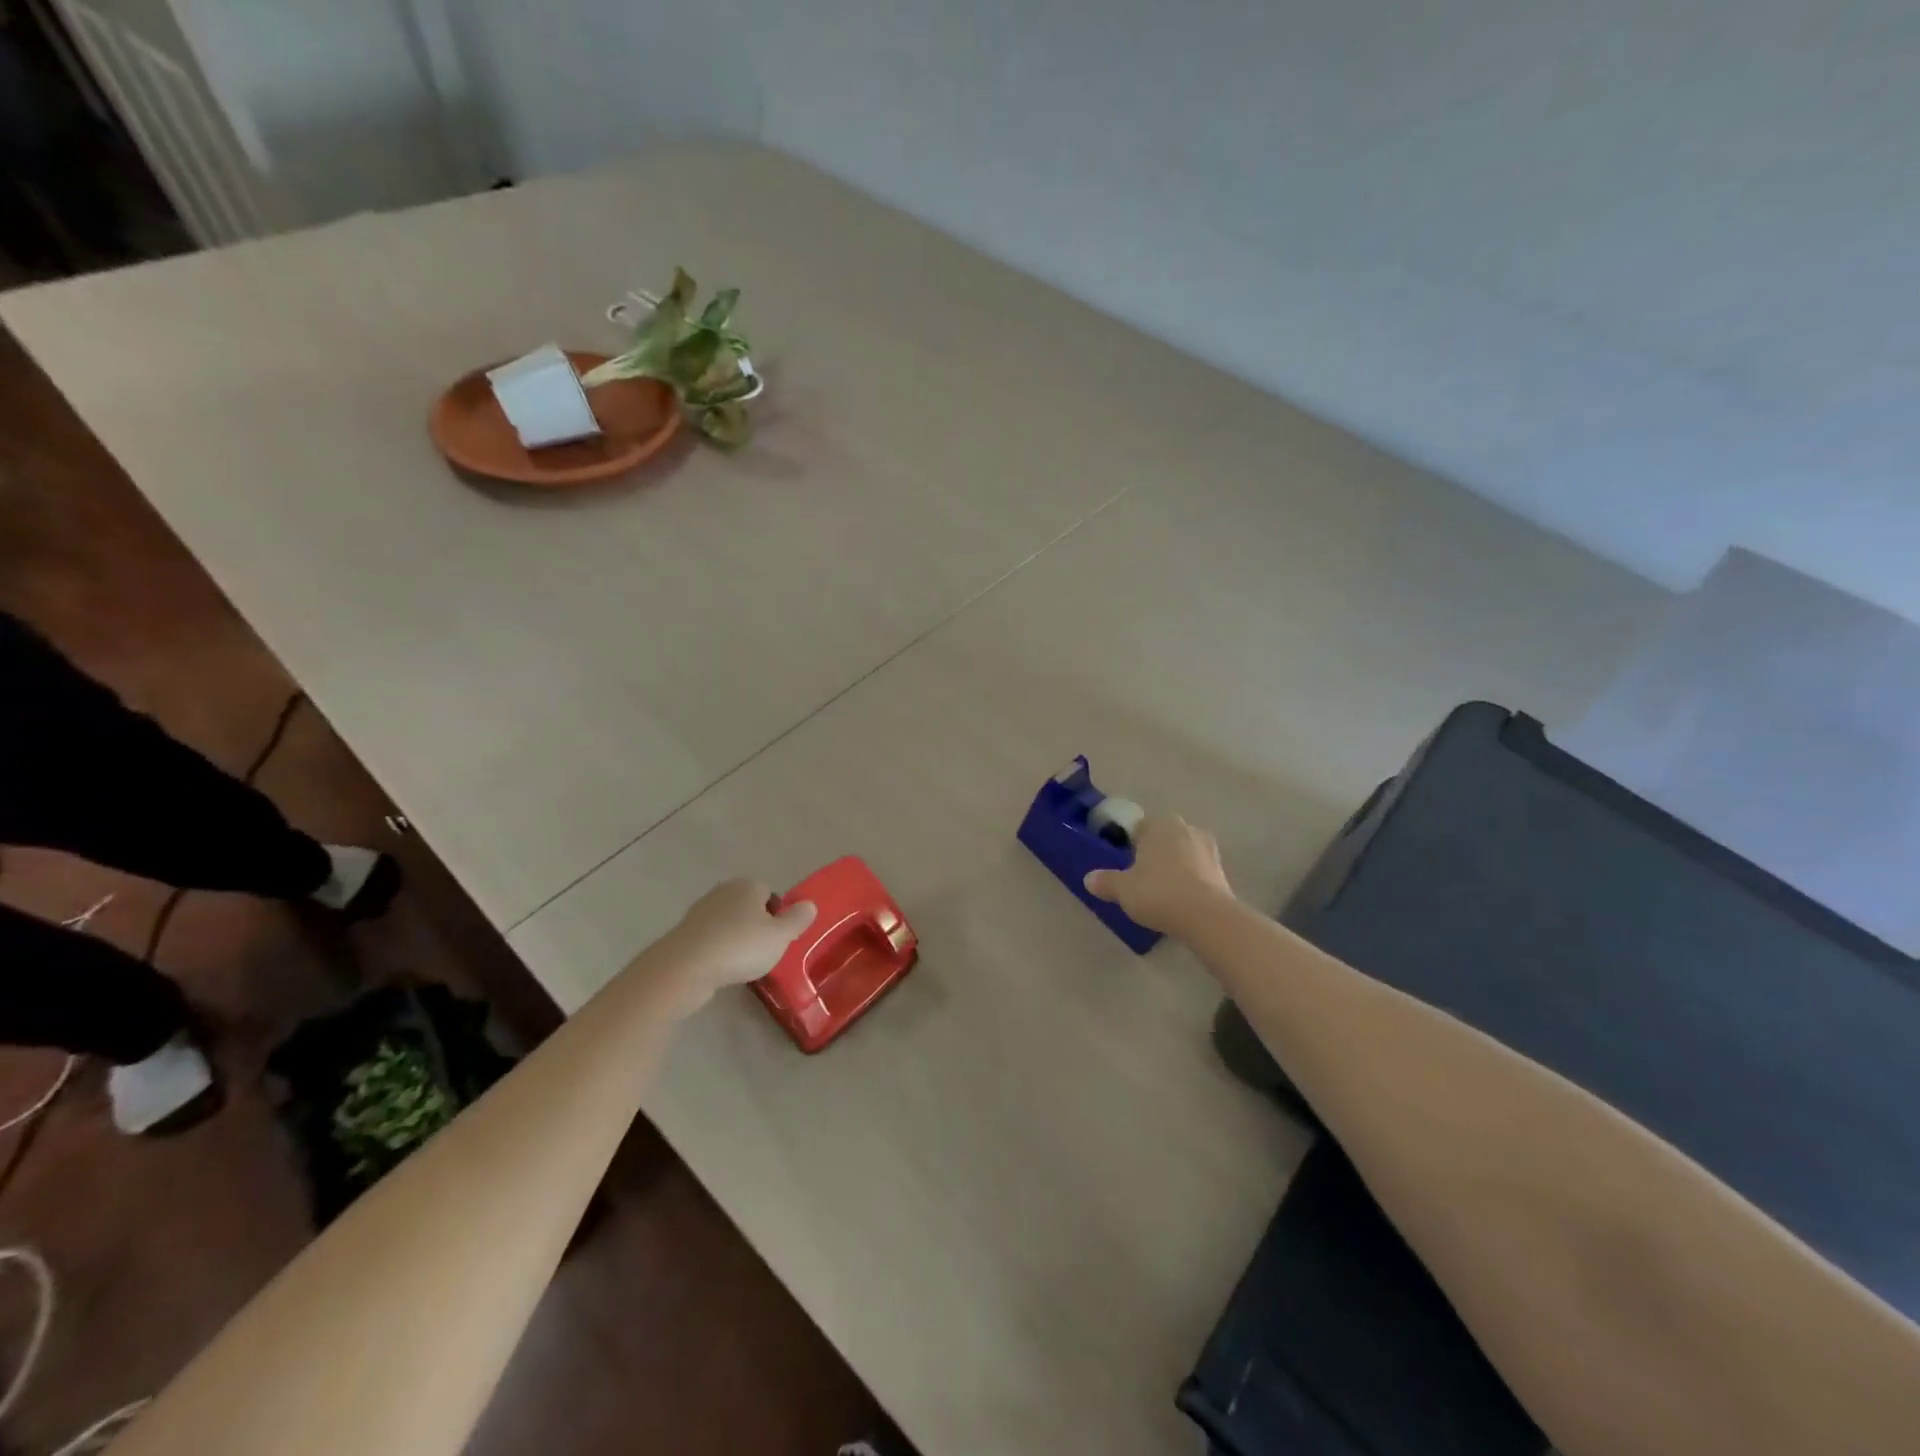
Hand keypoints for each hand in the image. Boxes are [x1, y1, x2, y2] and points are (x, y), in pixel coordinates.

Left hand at [659, 878, 816, 1010]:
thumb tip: (810, 904)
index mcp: (748, 885)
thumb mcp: (780, 936)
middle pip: (748, 907)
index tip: (779, 939)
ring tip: (743, 965)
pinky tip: (722, 969)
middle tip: (764, 952)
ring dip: (736, 940)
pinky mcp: (684, 933)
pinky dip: (718, 951)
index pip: (770, 893)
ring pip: (728, 923)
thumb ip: (797, 919)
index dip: (777, 915)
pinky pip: (711, 939)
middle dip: (756, 926)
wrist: (685, 967)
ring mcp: (701, 912)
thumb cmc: (740, 946)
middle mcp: (723, 891)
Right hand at [1083, 813, 1234, 936]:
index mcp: (1159, 824)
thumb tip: (1089, 879)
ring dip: (1174, 866)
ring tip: (1162, 891)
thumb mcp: (1123, 890)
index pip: (1138, 828)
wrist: (1207, 917)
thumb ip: (1105, 882)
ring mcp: (1207, 847)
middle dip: (1153, 854)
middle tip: (1141, 879)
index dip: (1129, 845)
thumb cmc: (1158, 893)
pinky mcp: (1222, 869)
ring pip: (1182, 853)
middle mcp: (1184, 828)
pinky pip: (1198, 870)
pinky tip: (1181, 900)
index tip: (1124, 865)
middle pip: (1162, 838)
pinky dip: (1190, 880)